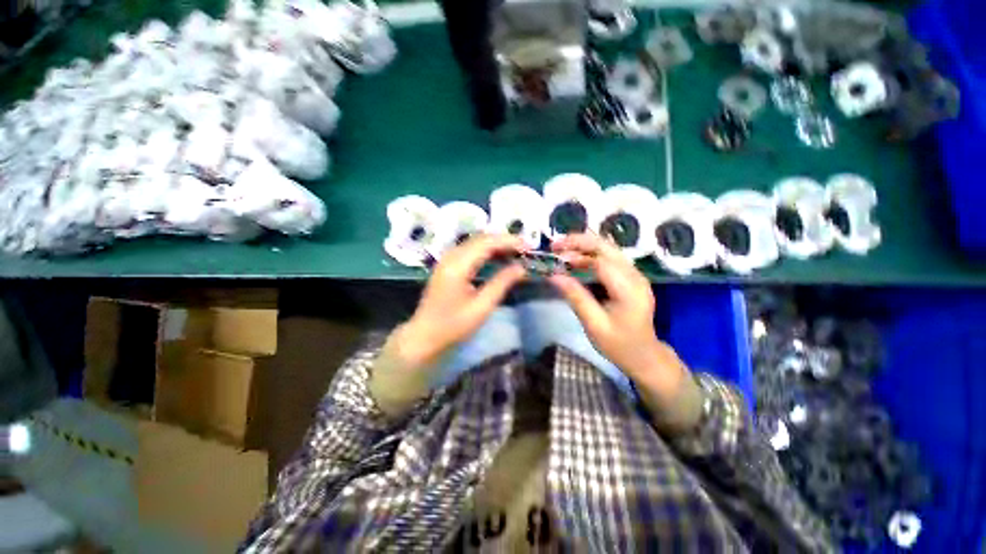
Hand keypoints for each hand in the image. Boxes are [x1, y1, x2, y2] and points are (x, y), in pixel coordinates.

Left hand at [394, 234, 527, 370]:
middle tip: (525, 249)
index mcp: (458, 265)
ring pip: (475, 243)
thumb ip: (502, 283)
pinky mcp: (447, 265)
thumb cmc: (453, 326)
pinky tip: (498, 258)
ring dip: (496, 244)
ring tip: (516, 252)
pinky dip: (486, 251)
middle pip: (481, 239)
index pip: (487, 243)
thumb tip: (521, 267)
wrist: (424, 336)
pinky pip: (470, 250)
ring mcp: (447, 259)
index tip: (528, 246)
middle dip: (504, 240)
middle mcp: (451, 256)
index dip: (509, 241)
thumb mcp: (482, 307)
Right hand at [548, 234, 687, 400]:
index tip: (555, 255)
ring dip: (584, 247)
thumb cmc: (619, 345)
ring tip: (561, 251)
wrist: (645, 356)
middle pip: (607, 247)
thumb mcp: (594, 325)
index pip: (602, 261)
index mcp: (629, 289)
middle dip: (579, 242)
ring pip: (608, 249)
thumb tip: (554, 276)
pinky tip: (576, 260)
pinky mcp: (631, 278)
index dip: (577, 254)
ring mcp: (635, 275)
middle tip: (555, 246)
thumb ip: (576, 297)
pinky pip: (609, 258)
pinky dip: (590, 255)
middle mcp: (635, 276)